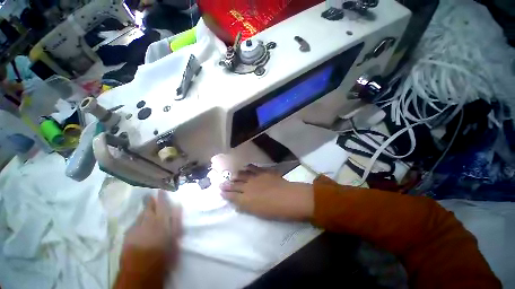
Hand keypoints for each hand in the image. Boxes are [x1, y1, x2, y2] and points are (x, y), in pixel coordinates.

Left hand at [120, 190, 181, 273]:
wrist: (140, 270)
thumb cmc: (163, 253)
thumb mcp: (175, 237)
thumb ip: (176, 220)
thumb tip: (178, 206)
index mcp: (161, 219)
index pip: (162, 203)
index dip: (162, 196)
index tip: (161, 189)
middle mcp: (147, 220)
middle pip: (148, 207)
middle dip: (151, 201)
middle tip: (152, 197)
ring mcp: (135, 227)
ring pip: (141, 215)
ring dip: (145, 212)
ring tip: (148, 212)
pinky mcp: (128, 235)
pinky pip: (135, 224)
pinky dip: (139, 222)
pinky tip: (141, 227)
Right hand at [220, 165, 314, 220]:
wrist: (289, 197)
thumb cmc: (275, 210)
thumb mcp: (259, 213)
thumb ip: (247, 207)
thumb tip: (239, 203)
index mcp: (246, 200)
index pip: (232, 196)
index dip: (226, 194)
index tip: (220, 192)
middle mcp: (248, 187)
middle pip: (235, 185)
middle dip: (227, 185)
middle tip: (221, 183)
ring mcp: (256, 178)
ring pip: (242, 175)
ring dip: (236, 175)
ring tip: (232, 175)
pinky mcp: (263, 172)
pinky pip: (253, 168)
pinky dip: (248, 168)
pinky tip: (245, 167)